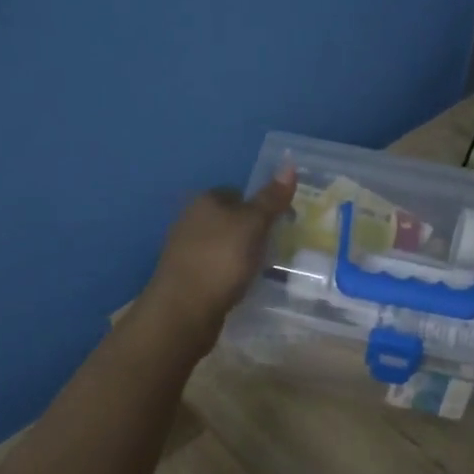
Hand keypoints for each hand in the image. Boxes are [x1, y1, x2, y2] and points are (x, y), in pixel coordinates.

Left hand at [141, 168, 296, 343]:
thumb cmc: (221, 259)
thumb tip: (290, 163)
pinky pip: (216, 267)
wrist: (183, 310)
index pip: (238, 192)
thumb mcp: (253, 224)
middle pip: (230, 219)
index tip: (283, 222)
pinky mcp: (187, 277)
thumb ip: (271, 198)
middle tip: (277, 245)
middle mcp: (191, 220)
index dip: (261, 204)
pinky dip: (230, 272)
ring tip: (264, 267)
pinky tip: (242, 284)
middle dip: (252, 230)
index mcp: (205, 201)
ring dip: (242, 253)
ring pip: (223, 243)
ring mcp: (186, 250)